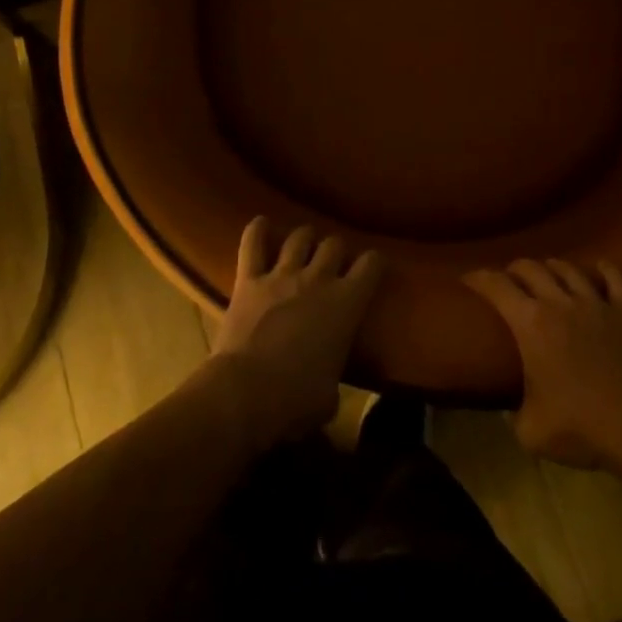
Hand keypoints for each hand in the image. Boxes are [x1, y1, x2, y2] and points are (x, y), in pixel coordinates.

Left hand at [209, 218, 383, 447]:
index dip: (374, 263)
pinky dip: (256, 230)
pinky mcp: (249, 280)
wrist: (247, 393)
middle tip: (333, 263)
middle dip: (336, 251)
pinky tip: (260, 223)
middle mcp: (318, 279)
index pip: (372, 265)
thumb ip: (333, 376)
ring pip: (299, 238)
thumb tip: (326, 385)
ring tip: (303, 245)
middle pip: (333, 245)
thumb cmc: (297, 399)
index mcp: (347, 303)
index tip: (372, 267)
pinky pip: (252, 244)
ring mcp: (281, 275)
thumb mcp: (330, 396)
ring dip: (304, 239)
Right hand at [464, 259, 621, 469]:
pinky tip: (600, 267)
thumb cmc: (579, 426)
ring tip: (547, 273)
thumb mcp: (530, 430)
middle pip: (530, 268)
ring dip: (552, 267)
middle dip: (514, 269)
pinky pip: (615, 278)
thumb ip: (513, 414)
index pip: (495, 286)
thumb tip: (510, 410)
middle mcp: (559, 302)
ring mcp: (596, 302)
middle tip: (508, 279)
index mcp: (530, 324)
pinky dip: (605, 270)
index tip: (467, 278)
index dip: (478, 278)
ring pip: (568, 268)